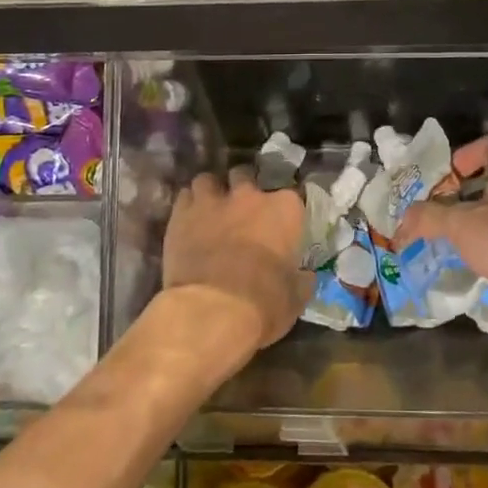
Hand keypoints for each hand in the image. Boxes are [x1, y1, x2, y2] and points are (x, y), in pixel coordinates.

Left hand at [159, 166, 310, 355]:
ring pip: (209, 180)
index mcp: (284, 209)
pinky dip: (188, 205)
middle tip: (243, 211)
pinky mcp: (181, 214)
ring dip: (211, 192)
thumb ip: (301, 279)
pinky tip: (189, 220)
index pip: (293, 195)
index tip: (284, 223)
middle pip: (246, 176)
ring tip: (211, 209)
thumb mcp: (295, 297)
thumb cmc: (263, 303)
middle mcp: (249, 195)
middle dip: (244, 189)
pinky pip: (184, 197)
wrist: (212, 311)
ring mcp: (213, 201)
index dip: (286, 210)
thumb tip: (305, 276)